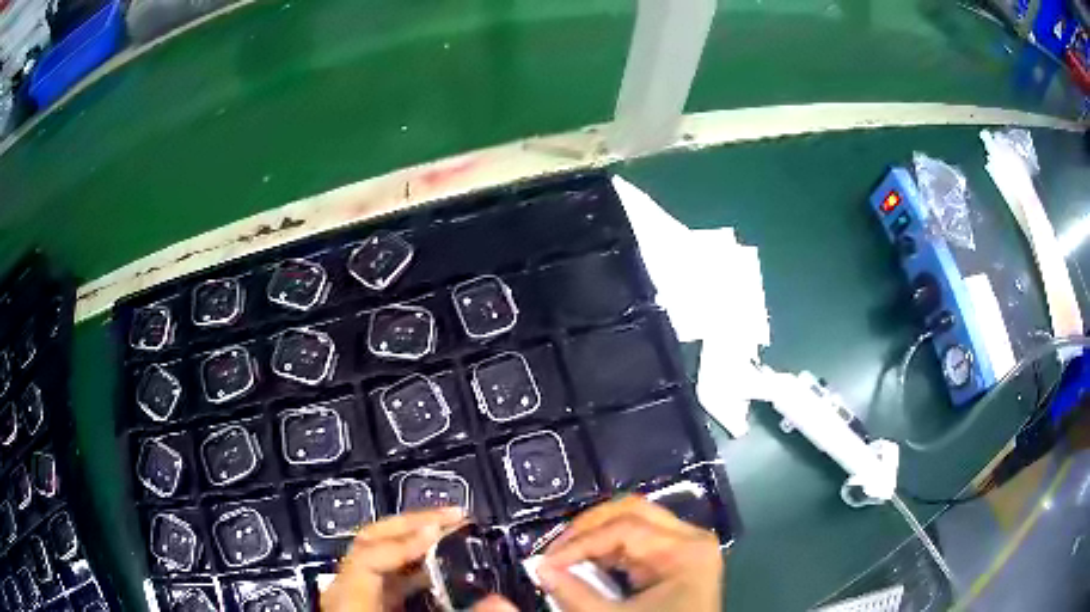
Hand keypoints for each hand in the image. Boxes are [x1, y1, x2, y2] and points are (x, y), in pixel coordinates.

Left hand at [321, 507, 463, 611]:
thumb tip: (499, 602)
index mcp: (345, 597)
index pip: (369, 555)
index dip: (405, 541)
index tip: (442, 530)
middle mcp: (344, 588)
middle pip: (370, 540)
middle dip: (412, 523)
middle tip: (454, 514)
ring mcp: (353, 592)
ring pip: (380, 554)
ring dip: (417, 538)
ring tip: (453, 530)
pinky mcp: (365, 600)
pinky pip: (389, 574)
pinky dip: (415, 564)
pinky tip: (441, 565)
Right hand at [536, 496, 723, 611]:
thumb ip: (576, 595)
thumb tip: (540, 568)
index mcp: (686, 551)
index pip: (624, 528)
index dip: (579, 543)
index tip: (546, 563)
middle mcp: (691, 538)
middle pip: (632, 511)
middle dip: (587, 529)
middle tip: (555, 551)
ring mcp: (685, 547)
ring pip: (633, 520)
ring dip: (595, 536)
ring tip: (566, 557)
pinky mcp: (675, 559)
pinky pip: (637, 540)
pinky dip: (607, 548)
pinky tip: (587, 564)